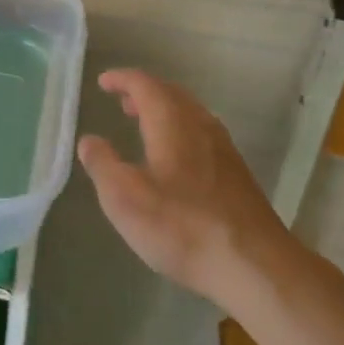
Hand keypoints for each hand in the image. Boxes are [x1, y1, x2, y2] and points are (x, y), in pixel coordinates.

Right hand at [77, 68, 288, 311]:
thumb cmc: (182, 226)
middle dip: (144, 92)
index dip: (122, 79)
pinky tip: (175, 158)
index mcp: (171, 121)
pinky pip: (202, 133)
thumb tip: (89, 140)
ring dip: (164, 111)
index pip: (144, 84)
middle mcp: (200, 124)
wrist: (254, 265)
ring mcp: (223, 148)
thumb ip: (102, 165)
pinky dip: (181, 130)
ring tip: (144, 125)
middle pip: (171, 93)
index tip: (103, 82)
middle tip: (122, 101)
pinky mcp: (237, 173)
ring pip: (190, 113)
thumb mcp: (124, 199)